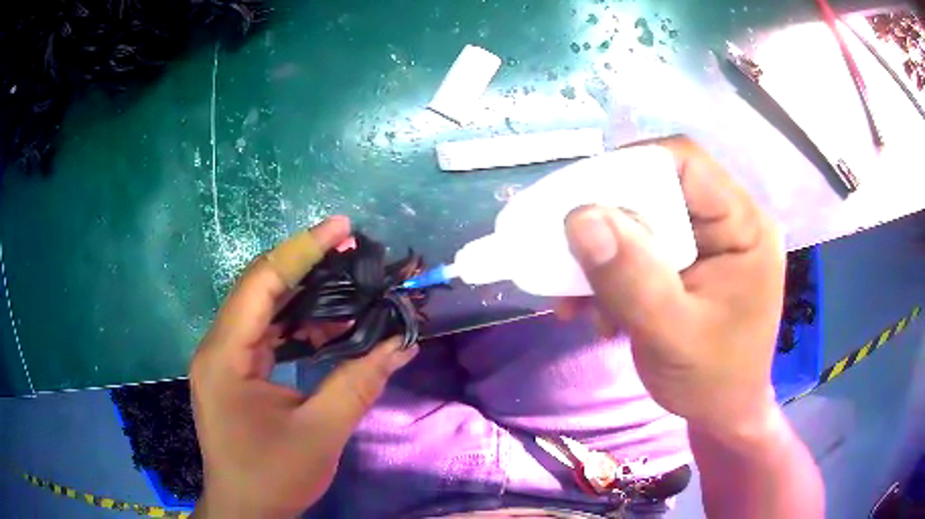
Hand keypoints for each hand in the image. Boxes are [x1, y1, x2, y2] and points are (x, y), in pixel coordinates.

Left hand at [190, 217, 417, 517]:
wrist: (246, 511)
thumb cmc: (273, 476)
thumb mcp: (320, 433)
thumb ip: (358, 384)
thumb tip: (400, 344)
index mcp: (225, 355)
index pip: (261, 283)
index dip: (302, 249)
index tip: (341, 227)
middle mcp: (218, 347)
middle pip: (259, 288)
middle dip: (303, 264)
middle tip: (349, 249)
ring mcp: (224, 359)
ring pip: (263, 309)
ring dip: (303, 295)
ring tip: (346, 282)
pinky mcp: (235, 372)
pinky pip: (265, 335)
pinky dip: (297, 326)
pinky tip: (328, 326)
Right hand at [563, 136, 784, 439]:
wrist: (723, 414)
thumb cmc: (712, 381)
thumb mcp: (671, 336)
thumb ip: (631, 279)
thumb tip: (580, 217)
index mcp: (744, 226)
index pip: (686, 162)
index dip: (630, 168)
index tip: (580, 202)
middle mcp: (728, 221)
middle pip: (659, 189)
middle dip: (609, 225)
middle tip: (570, 258)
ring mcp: (708, 241)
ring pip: (644, 219)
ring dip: (604, 256)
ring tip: (578, 300)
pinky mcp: (690, 261)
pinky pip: (642, 248)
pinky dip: (612, 273)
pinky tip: (597, 310)